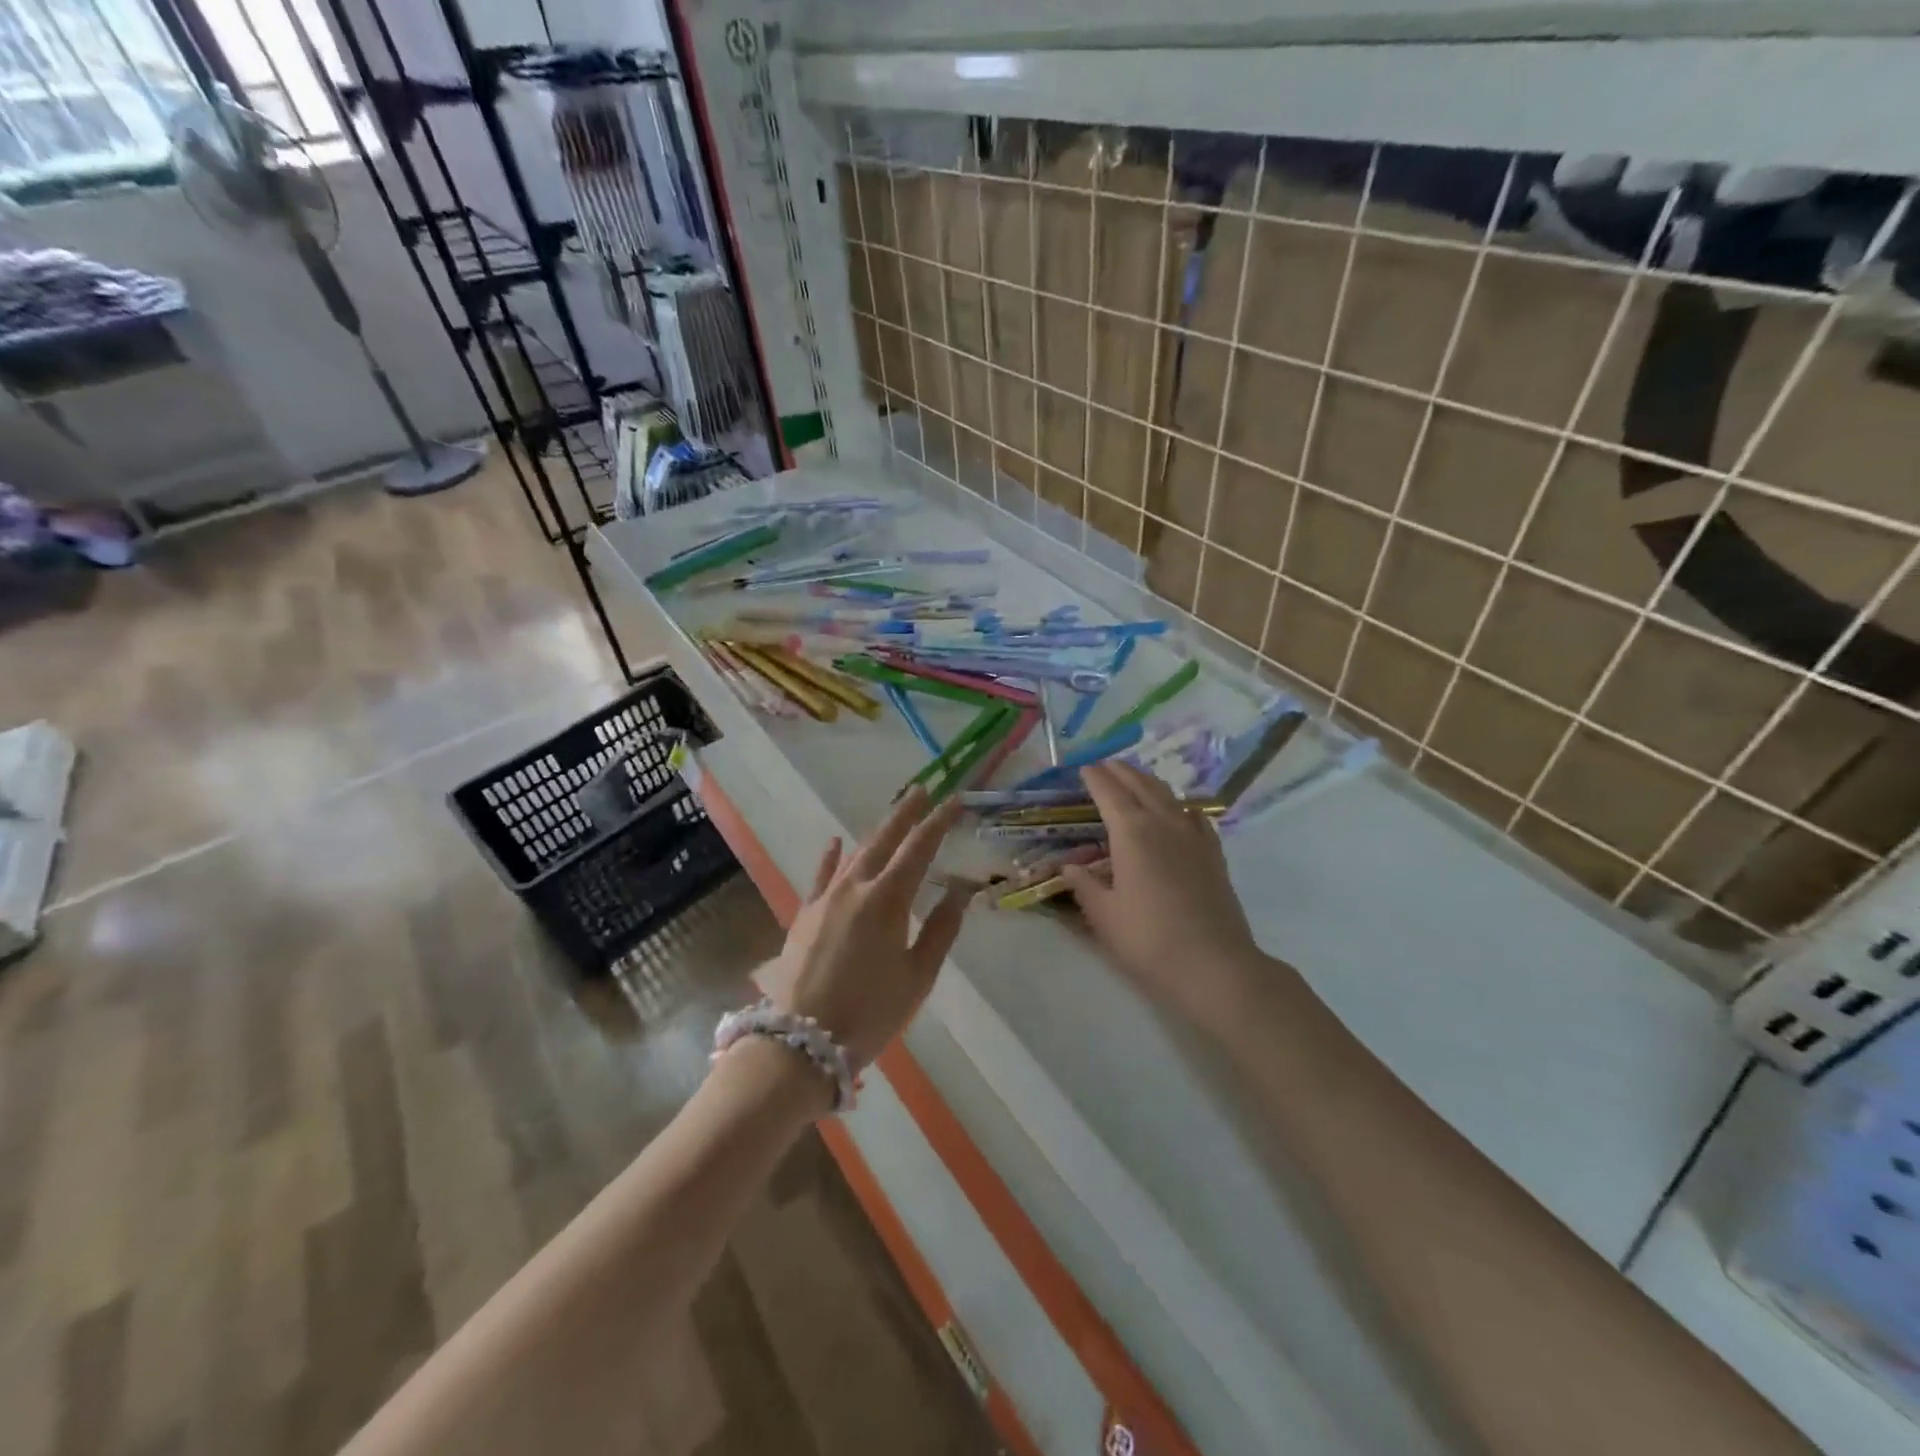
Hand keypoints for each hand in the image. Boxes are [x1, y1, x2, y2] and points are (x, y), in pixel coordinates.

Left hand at [760, 786, 969, 1069]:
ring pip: (855, 855)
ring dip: (876, 832)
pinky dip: (831, 858)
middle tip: (922, 789)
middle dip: (905, 813)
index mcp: (887, 900)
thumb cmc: (870, 1013)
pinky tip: (835, 842)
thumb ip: (939, 931)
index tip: (954, 801)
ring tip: (893, 814)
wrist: (801, 1042)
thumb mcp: (917, 977)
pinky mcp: (804, 915)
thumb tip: (958, 892)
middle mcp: (855, 888)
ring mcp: (825, 899)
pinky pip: (821, 877)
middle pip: (884, 840)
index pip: (918, 849)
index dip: (938, 823)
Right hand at [1062, 762, 1266, 1035]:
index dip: (1095, 778)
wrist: (1214, 965)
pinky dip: (1179, 805)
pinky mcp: (1214, 854)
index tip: (1084, 768)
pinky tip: (1178, 811)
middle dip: (1121, 771)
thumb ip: (1084, 885)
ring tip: (1135, 779)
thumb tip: (1070, 866)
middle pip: (1141, 785)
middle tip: (1105, 765)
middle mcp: (1163, 823)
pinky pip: (1194, 816)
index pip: (1109, 793)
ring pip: (1169, 795)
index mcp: (1132, 832)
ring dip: (1148, 782)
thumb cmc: (1149, 940)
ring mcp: (1194, 836)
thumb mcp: (1104, 915)